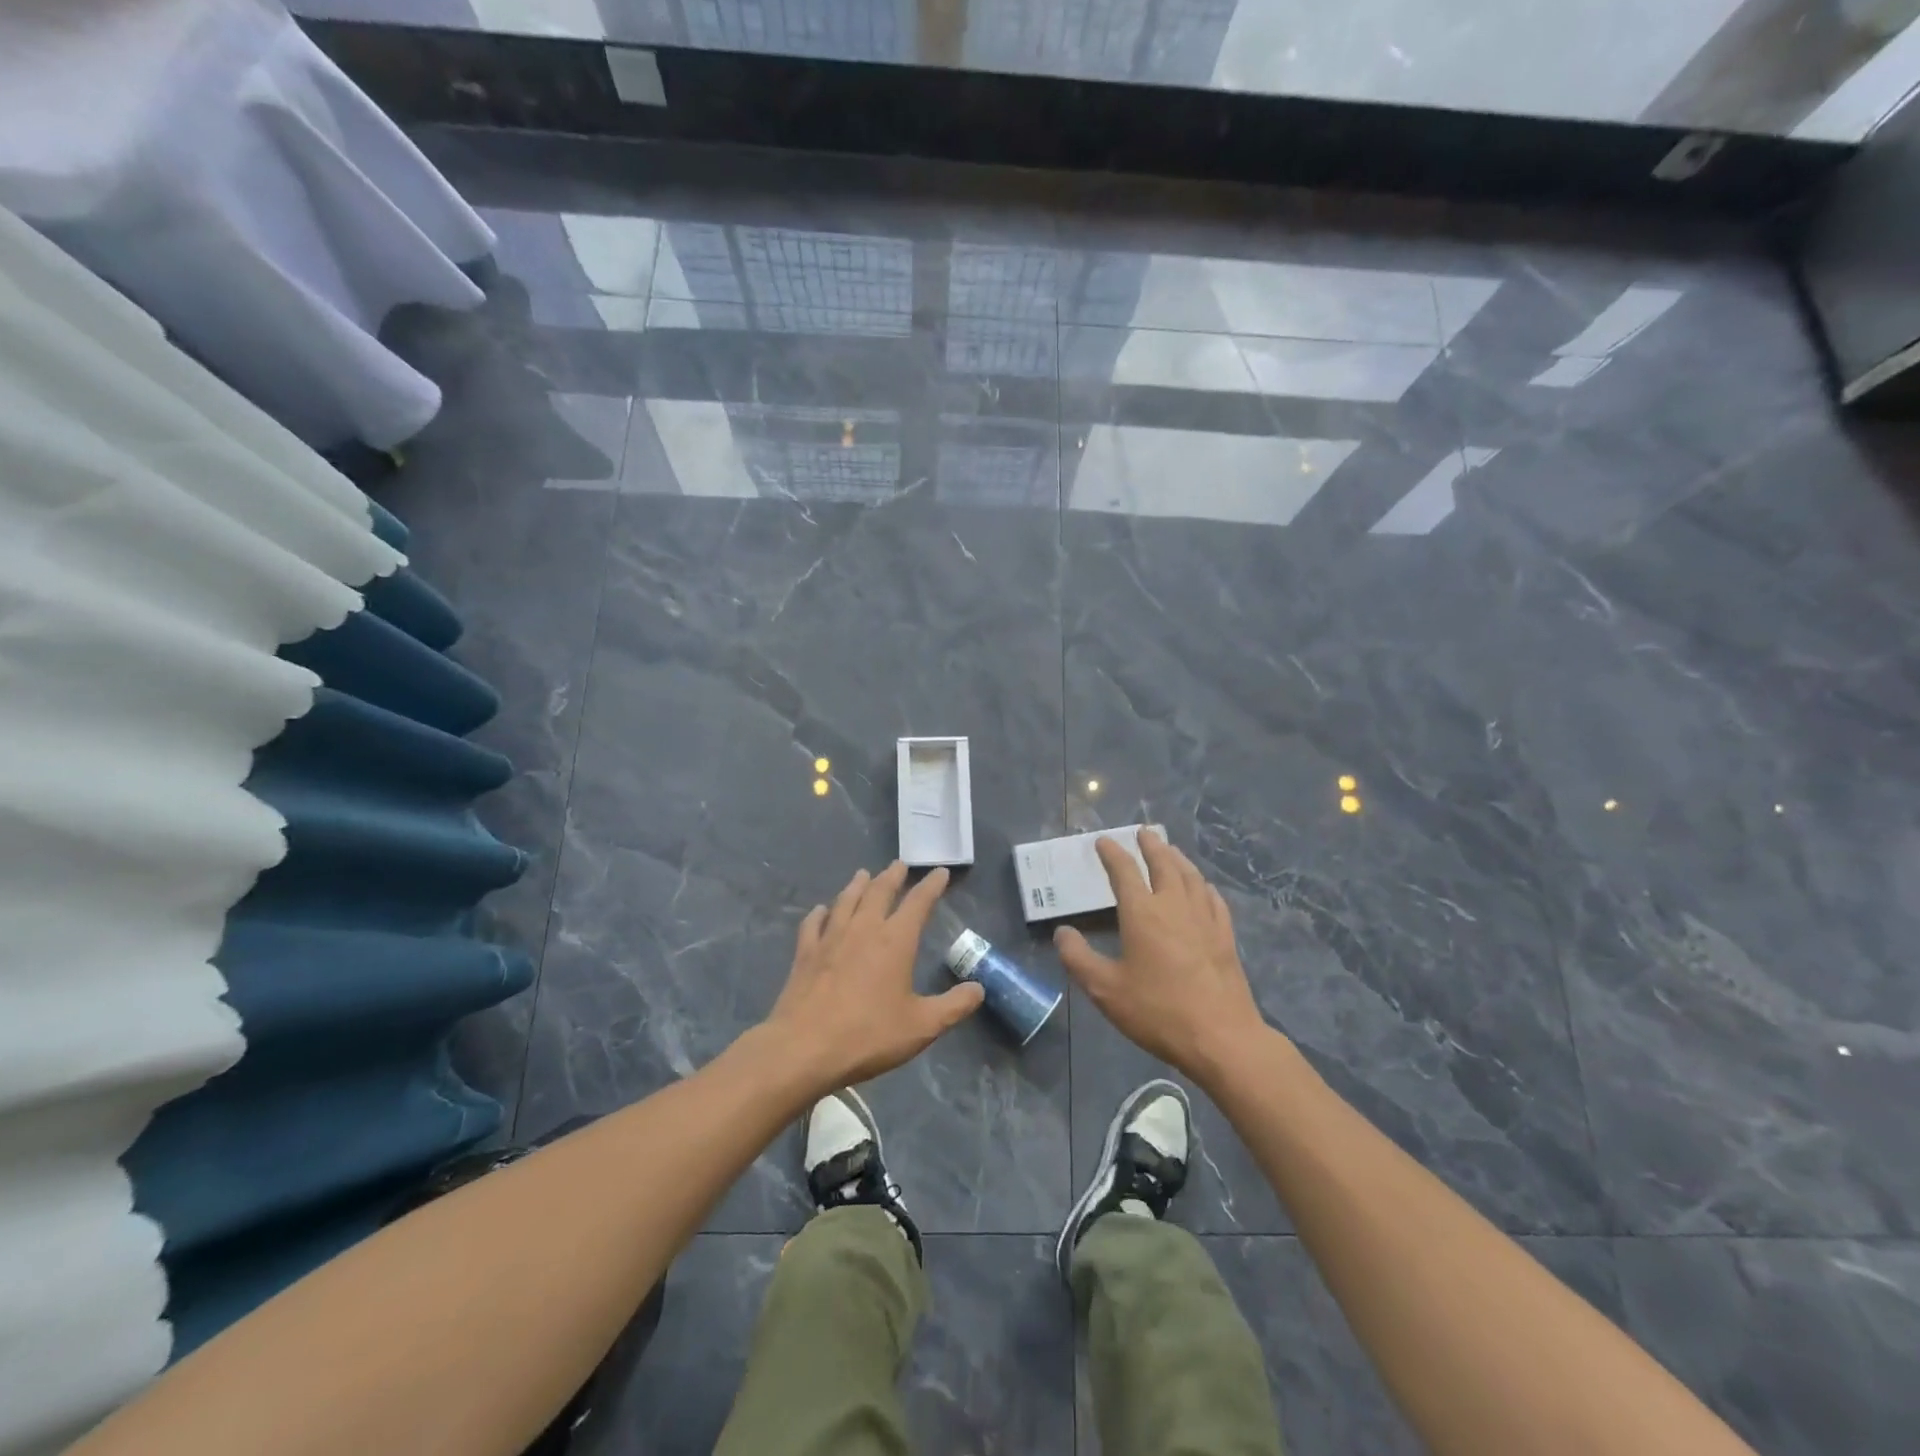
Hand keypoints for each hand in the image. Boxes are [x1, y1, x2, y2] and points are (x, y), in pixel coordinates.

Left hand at [765, 861, 984, 1090]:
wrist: (804, 1048)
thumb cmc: (868, 1035)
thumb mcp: (922, 1026)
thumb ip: (954, 1006)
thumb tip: (979, 988)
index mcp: (895, 940)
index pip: (919, 902)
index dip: (932, 885)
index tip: (940, 872)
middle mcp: (864, 929)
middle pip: (880, 892)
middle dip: (892, 876)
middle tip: (899, 864)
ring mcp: (831, 938)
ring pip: (847, 900)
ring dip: (858, 885)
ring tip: (864, 874)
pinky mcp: (806, 953)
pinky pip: (813, 923)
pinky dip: (820, 913)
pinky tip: (821, 910)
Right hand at [1054, 829, 1269, 1083]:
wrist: (1221, 1037)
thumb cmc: (1158, 1011)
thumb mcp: (1105, 990)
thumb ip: (1078, 958)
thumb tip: (1062, 933)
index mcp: (1142, 913)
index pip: (1124, 872)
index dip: (1112, 854)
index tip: (1103, 841)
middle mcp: (1174, 905)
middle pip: (1163, 863)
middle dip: (1151, 846)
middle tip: (1143, 832)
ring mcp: (1204, 919)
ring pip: (1190, 876)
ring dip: (1177, 858)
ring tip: (1170, 849)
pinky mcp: (1225, 936)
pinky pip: (1213, 898)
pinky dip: (1202, 885)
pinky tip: (1202, 887)